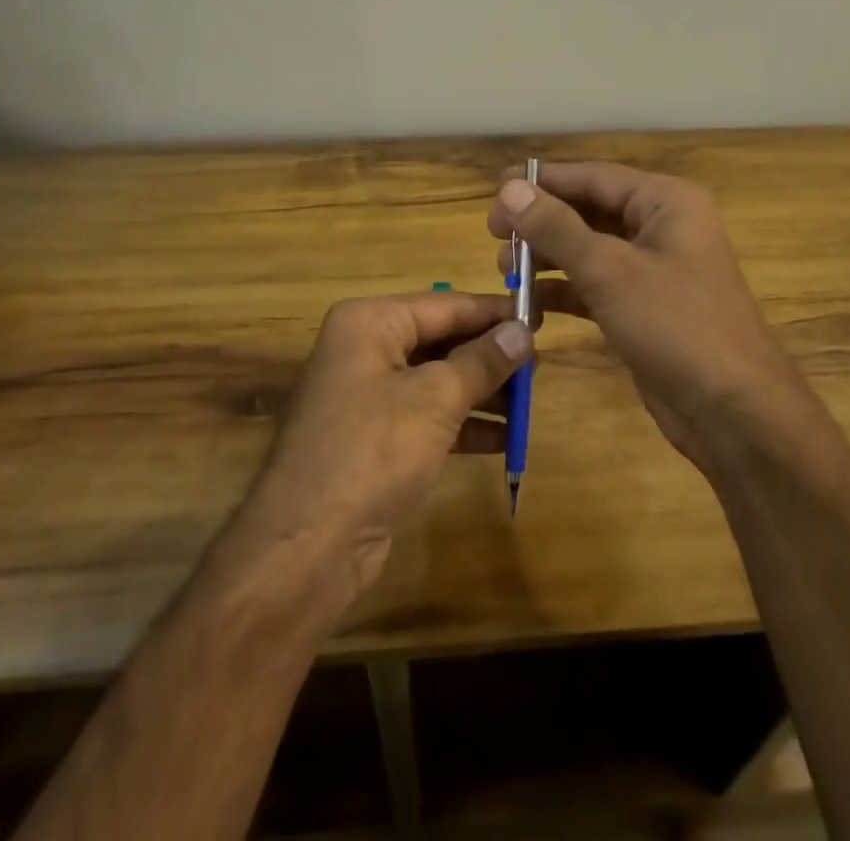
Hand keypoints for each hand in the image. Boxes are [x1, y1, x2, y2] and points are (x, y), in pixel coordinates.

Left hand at [238, 291, 531, 596]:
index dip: (493, 312)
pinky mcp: (373, 438)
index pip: (445, 305)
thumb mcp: (436, 398)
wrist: (309, 544)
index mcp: (370, 322)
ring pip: (436, 379)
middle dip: (488, 355)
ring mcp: (367, 395)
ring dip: (481, 391)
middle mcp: (364, 349)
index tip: (539, 317)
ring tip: (528, 399)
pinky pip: (426, 416)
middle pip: (440, 340)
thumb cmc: (375, 449)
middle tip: (540, 362)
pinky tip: (503, 439)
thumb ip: (482, 361)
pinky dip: (462, 424)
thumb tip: (523, 330)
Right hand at [488, 162, 812, 468]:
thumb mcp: (609, 270)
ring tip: (504, 269)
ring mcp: (654, 269)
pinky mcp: (644, 307)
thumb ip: (556, 227)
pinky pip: (596, 285)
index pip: (593, 176)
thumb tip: (510, 187)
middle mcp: (662, 226)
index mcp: (666, 201)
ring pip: (589, 249)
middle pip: (589, 210)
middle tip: (493, 234)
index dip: (542, 182)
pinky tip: (529, 302)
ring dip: (548, 257)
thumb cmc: (676, 325)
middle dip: (541, 222)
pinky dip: (564, 290)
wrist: (733, 411)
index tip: (495, 190)